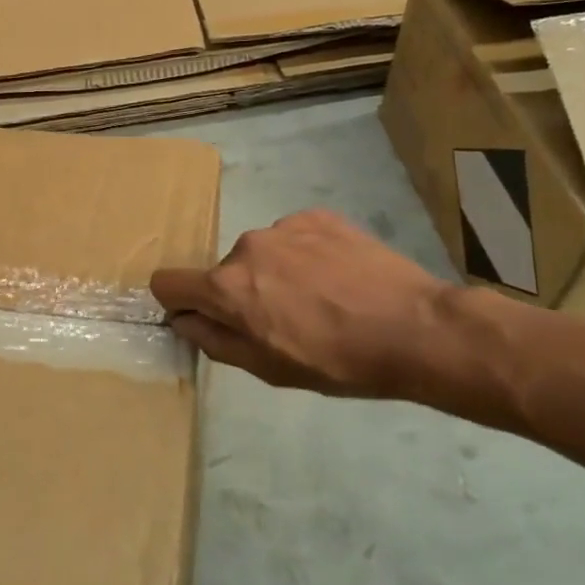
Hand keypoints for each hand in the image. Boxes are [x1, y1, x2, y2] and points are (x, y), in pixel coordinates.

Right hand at [150, 209, 480, 404]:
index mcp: (227, 286)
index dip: (179, 303)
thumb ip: (214, 339)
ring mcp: (285, 225)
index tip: (204, 318)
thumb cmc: (336, 361)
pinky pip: (294, 237)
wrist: (414, 328)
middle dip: (241, 294)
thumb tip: (183, 319)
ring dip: (275, 274)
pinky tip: (338, 278)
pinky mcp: (319, 216)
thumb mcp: (266, 368)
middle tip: (284, 322)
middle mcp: (247, 245)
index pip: (169, 282)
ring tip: (320, 300)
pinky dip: (305, 255)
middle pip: (223, 272)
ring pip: (261, 253)